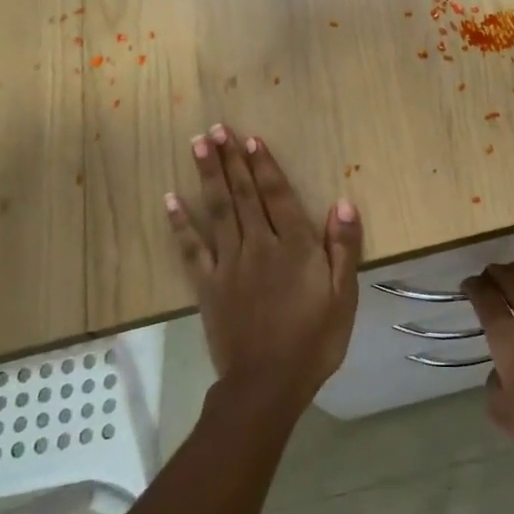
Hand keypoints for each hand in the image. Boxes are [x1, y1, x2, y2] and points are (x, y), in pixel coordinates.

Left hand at [166, 125, 362, 411]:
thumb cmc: (314, 340)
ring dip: (208, 176)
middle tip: (216, 129)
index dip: (265, 166)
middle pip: (243, 195)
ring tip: (198, 145)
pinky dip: (180, 223)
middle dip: (230, 160)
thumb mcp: (344, 296)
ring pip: (218, 211)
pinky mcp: (207, 286)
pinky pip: (191, 248)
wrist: (267, 384)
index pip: (277, 196)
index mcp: (294, 247)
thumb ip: (342, 248)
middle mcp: (259, 246)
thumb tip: (342, 203)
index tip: (251, 139)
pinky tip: (169, 200)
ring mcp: (229, 264)